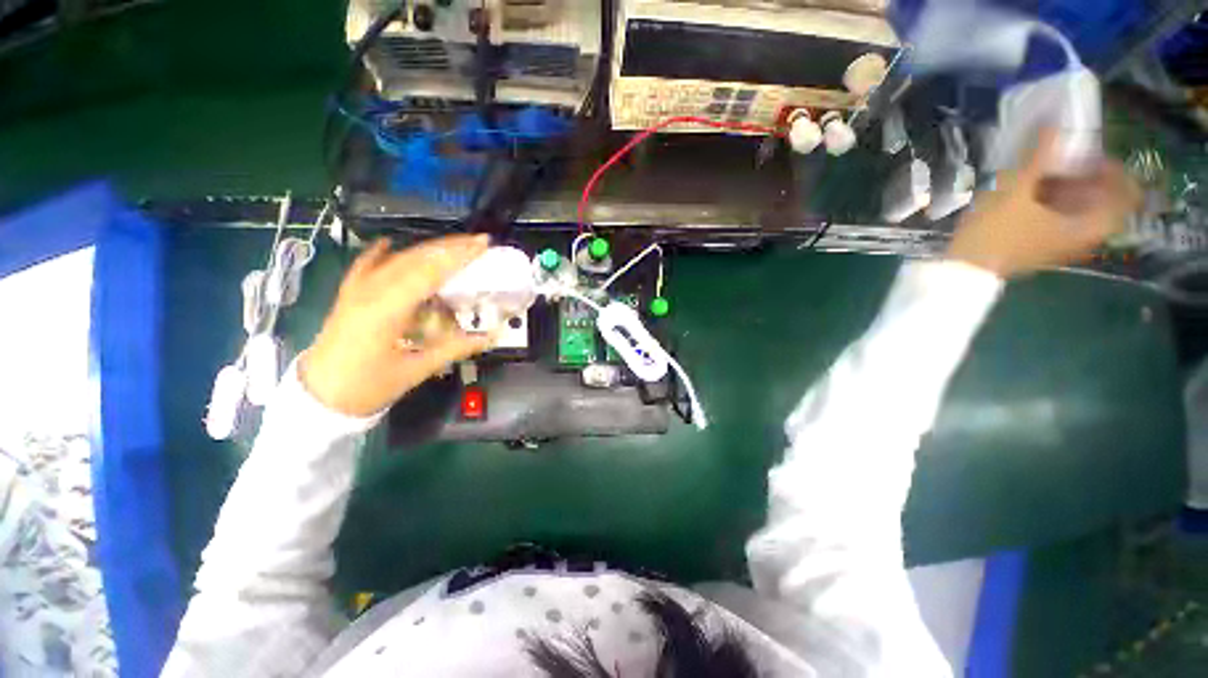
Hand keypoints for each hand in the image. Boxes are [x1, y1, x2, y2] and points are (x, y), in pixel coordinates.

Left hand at [300, 235, 493, 416]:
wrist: (320, 398)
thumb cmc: (369, 386)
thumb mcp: (416, 370)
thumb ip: (455, 349)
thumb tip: (491, 337)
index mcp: (387, 309)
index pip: (428, 273)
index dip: (458, 256)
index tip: (482, 245)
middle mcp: (370, 292)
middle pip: (414, 259)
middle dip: (449, 247)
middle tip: (478, 241)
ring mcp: (356, 291)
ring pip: (395, 260)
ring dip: (427, 250)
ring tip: (455, 244)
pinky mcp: (349, 296)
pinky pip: (365, 267)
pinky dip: (379, 253)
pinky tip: (389, 243)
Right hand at [947, 130, 1141, 278]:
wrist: (966, 270)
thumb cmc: (996, 233)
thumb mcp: (1017, 190)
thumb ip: (1040, 157)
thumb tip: (1054, 122)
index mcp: (1089, 225)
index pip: (1127, 194)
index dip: (1114, 170)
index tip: (1090, 155)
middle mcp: (1083, 236)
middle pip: (1100, 198)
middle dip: (1085, 175)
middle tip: (1063, 158)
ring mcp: (1061, 242)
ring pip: (1078, 207)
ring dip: (1066, 186)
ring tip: (1042, 171)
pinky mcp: (1041, 244)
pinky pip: (1059, 217)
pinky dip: (1052, 200)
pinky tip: (1029, 191)